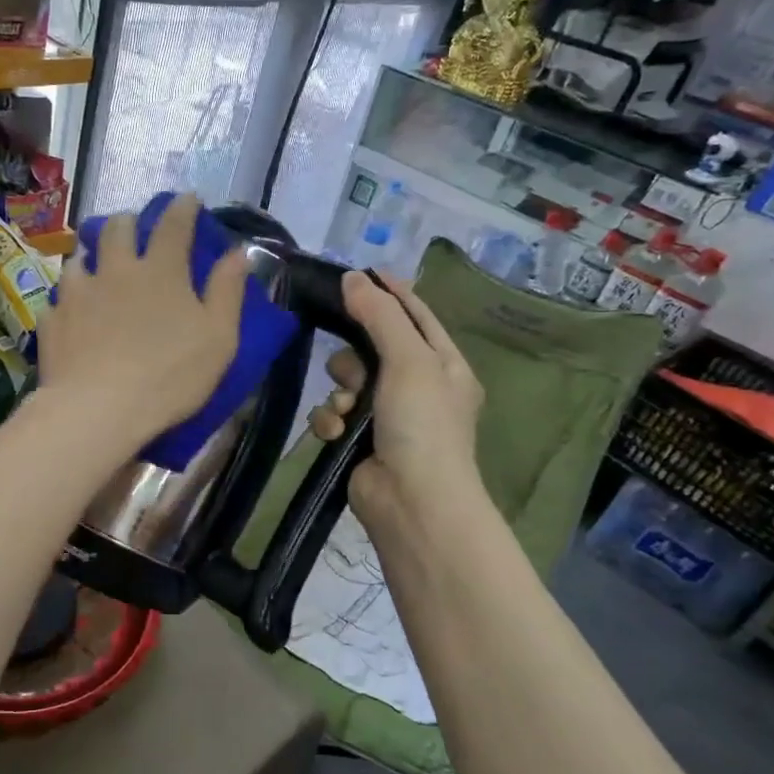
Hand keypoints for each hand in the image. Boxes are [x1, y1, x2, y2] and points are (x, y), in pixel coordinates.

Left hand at [36, 194, 246, 451]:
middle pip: (118, 228)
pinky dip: (68, 299)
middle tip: (135, 231)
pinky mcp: (53, 319)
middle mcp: (116, 270)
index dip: (182, 208)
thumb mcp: (218, 339)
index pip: (173, 224)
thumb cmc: (169, 376)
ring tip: (96, 268)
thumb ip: (227, 292)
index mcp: (161, 271)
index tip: (187, 199)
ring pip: (80, 258)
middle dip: (129, 222)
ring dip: (91, 257)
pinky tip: (72, 312)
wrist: (98, 410)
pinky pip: (58, 298)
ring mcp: (78, 293)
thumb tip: (239, 252)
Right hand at [309, 270, 484, 530]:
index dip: (391, 292)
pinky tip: (335, 434)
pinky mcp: (358, 441)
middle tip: (351, 370)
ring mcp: (386, 417)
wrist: (411, 501)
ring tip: (346, 411)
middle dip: (354, 358)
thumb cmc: (422, 424)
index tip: (359, 272)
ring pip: (346, 383)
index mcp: (442, 365)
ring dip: (340, 394)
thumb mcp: (409, 360)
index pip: (416, 315)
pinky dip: (331, 422)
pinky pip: (333, 415)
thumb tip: (353, 277)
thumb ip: (380, 316)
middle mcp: (417, 387)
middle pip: (371, 349)